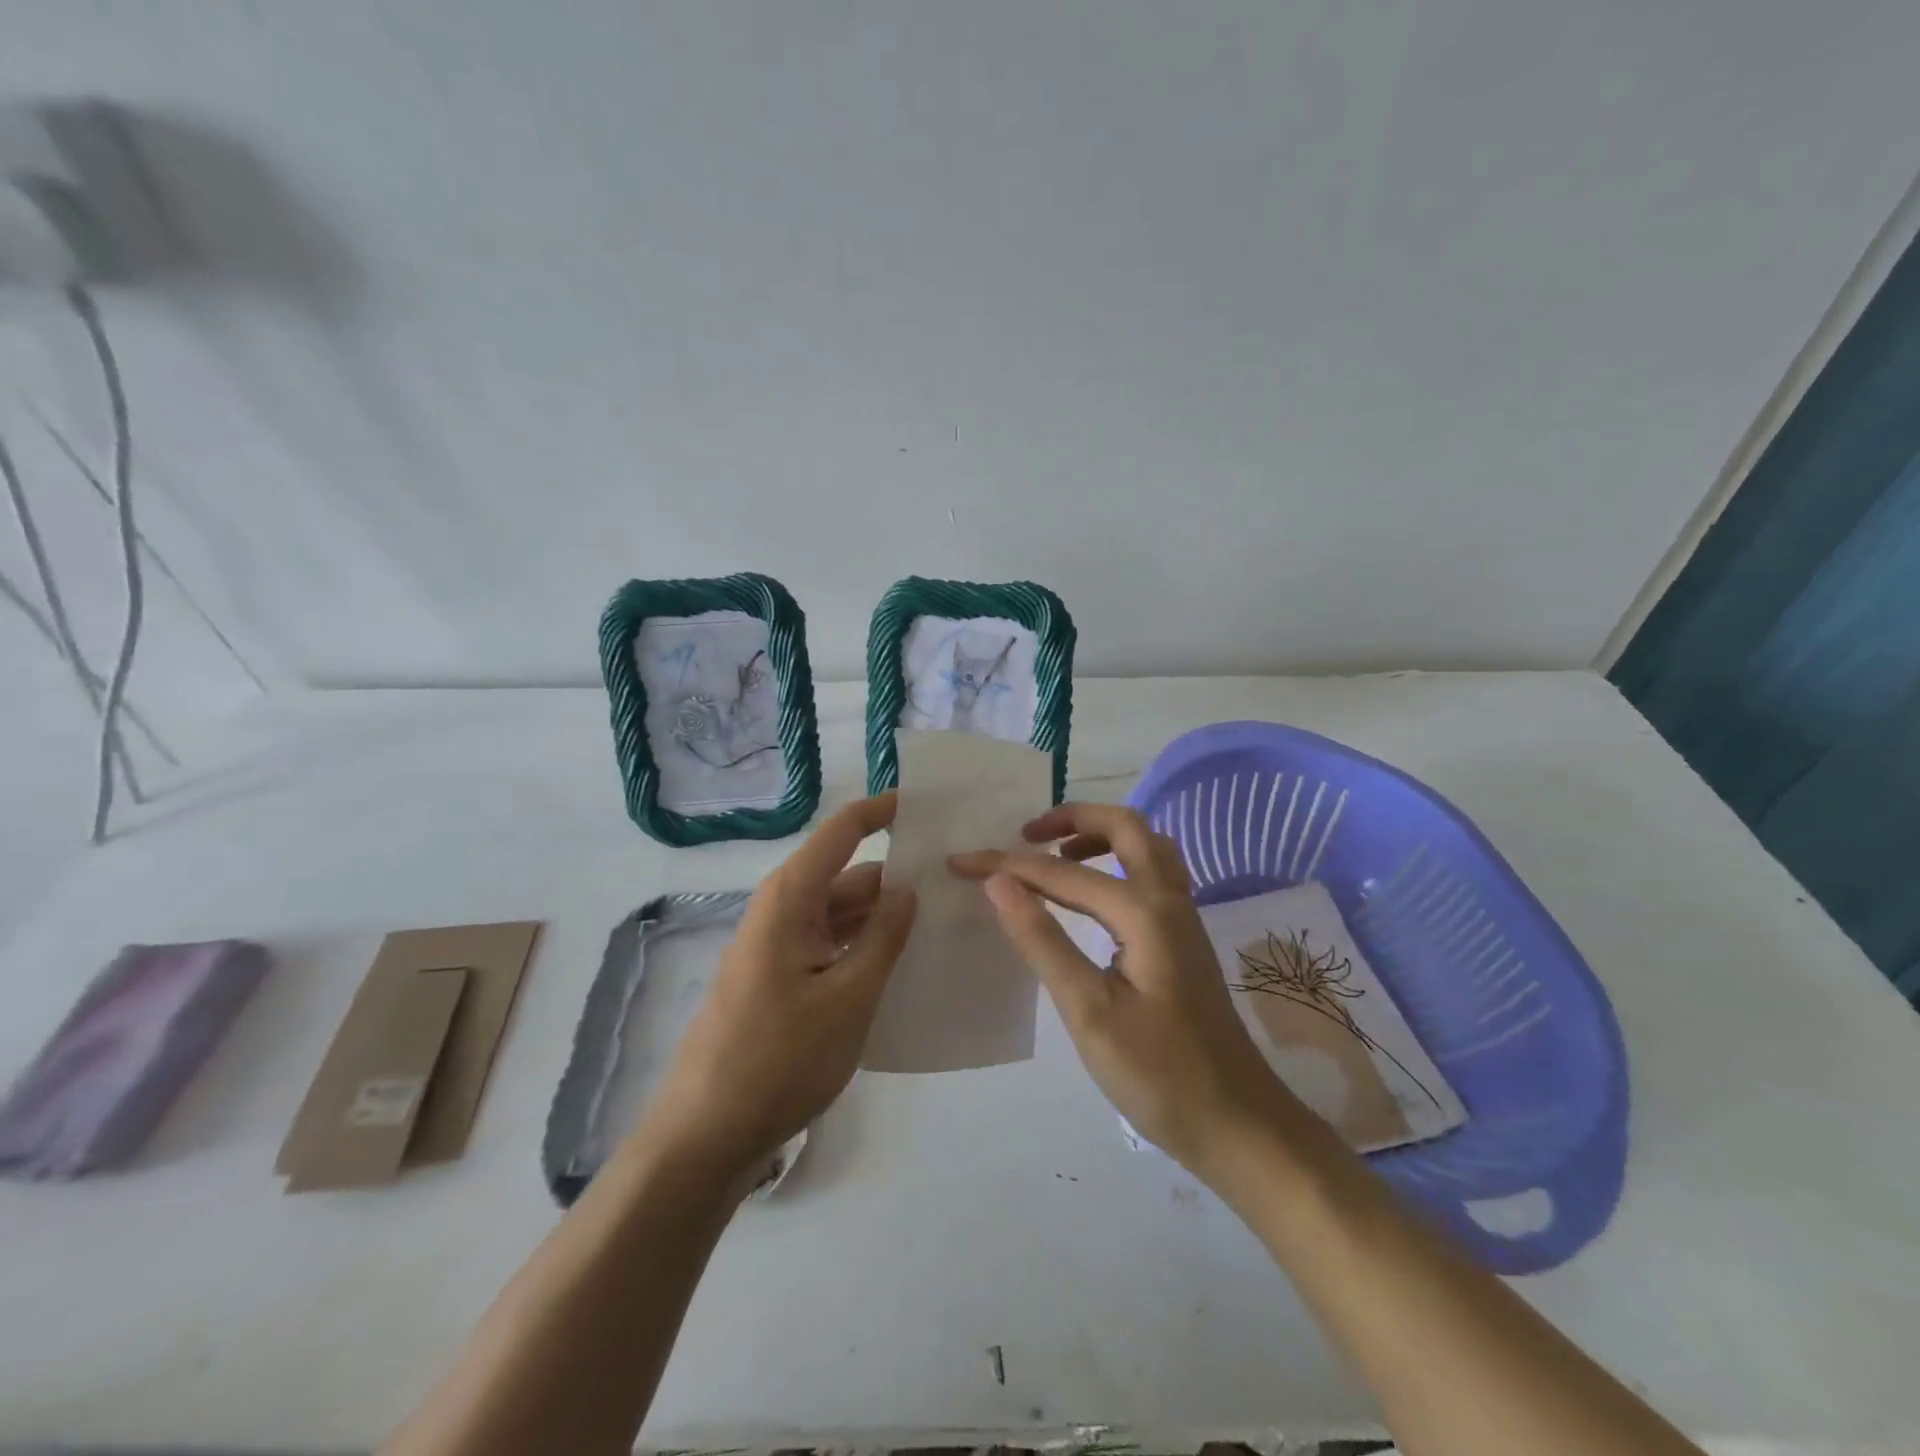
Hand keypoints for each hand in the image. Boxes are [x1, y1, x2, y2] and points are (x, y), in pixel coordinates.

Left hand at [637, 794, 916, 1184]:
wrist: (706, 1137)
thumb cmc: (778, 1059)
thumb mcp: (847, 997)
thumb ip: (883, 937)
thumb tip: (908, 887)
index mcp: (791, 898)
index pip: (843, 831)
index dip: (883, 811)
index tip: (929, 804)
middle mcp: (782, 912)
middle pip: (849, 876)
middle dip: (899, 877)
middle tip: (958, 885)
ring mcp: (780, 948)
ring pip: (842, 915)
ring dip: (885, 919)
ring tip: (944, 926)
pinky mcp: (781, 981)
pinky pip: (831, 947)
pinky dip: (866, 949)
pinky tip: (905, 968)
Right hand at [951, 803, 1296, 1179]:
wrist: (1238, 1124)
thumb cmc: (1159, 1075)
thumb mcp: (1088, 1011)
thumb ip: (1042, 940)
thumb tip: (998, 882)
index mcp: (1143, 912)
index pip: (1061, 873)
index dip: (1007, 864)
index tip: (960, 862)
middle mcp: (1168, 900)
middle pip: (1125, 826)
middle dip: (1072, 819)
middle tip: (1026, 835)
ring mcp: (1183, 918)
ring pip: (1146, 846)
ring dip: (1100, 835)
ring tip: (1056, 855)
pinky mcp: (1185, 939)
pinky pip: (1153, 873)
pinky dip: (1118, 862)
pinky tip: (1095, 893)